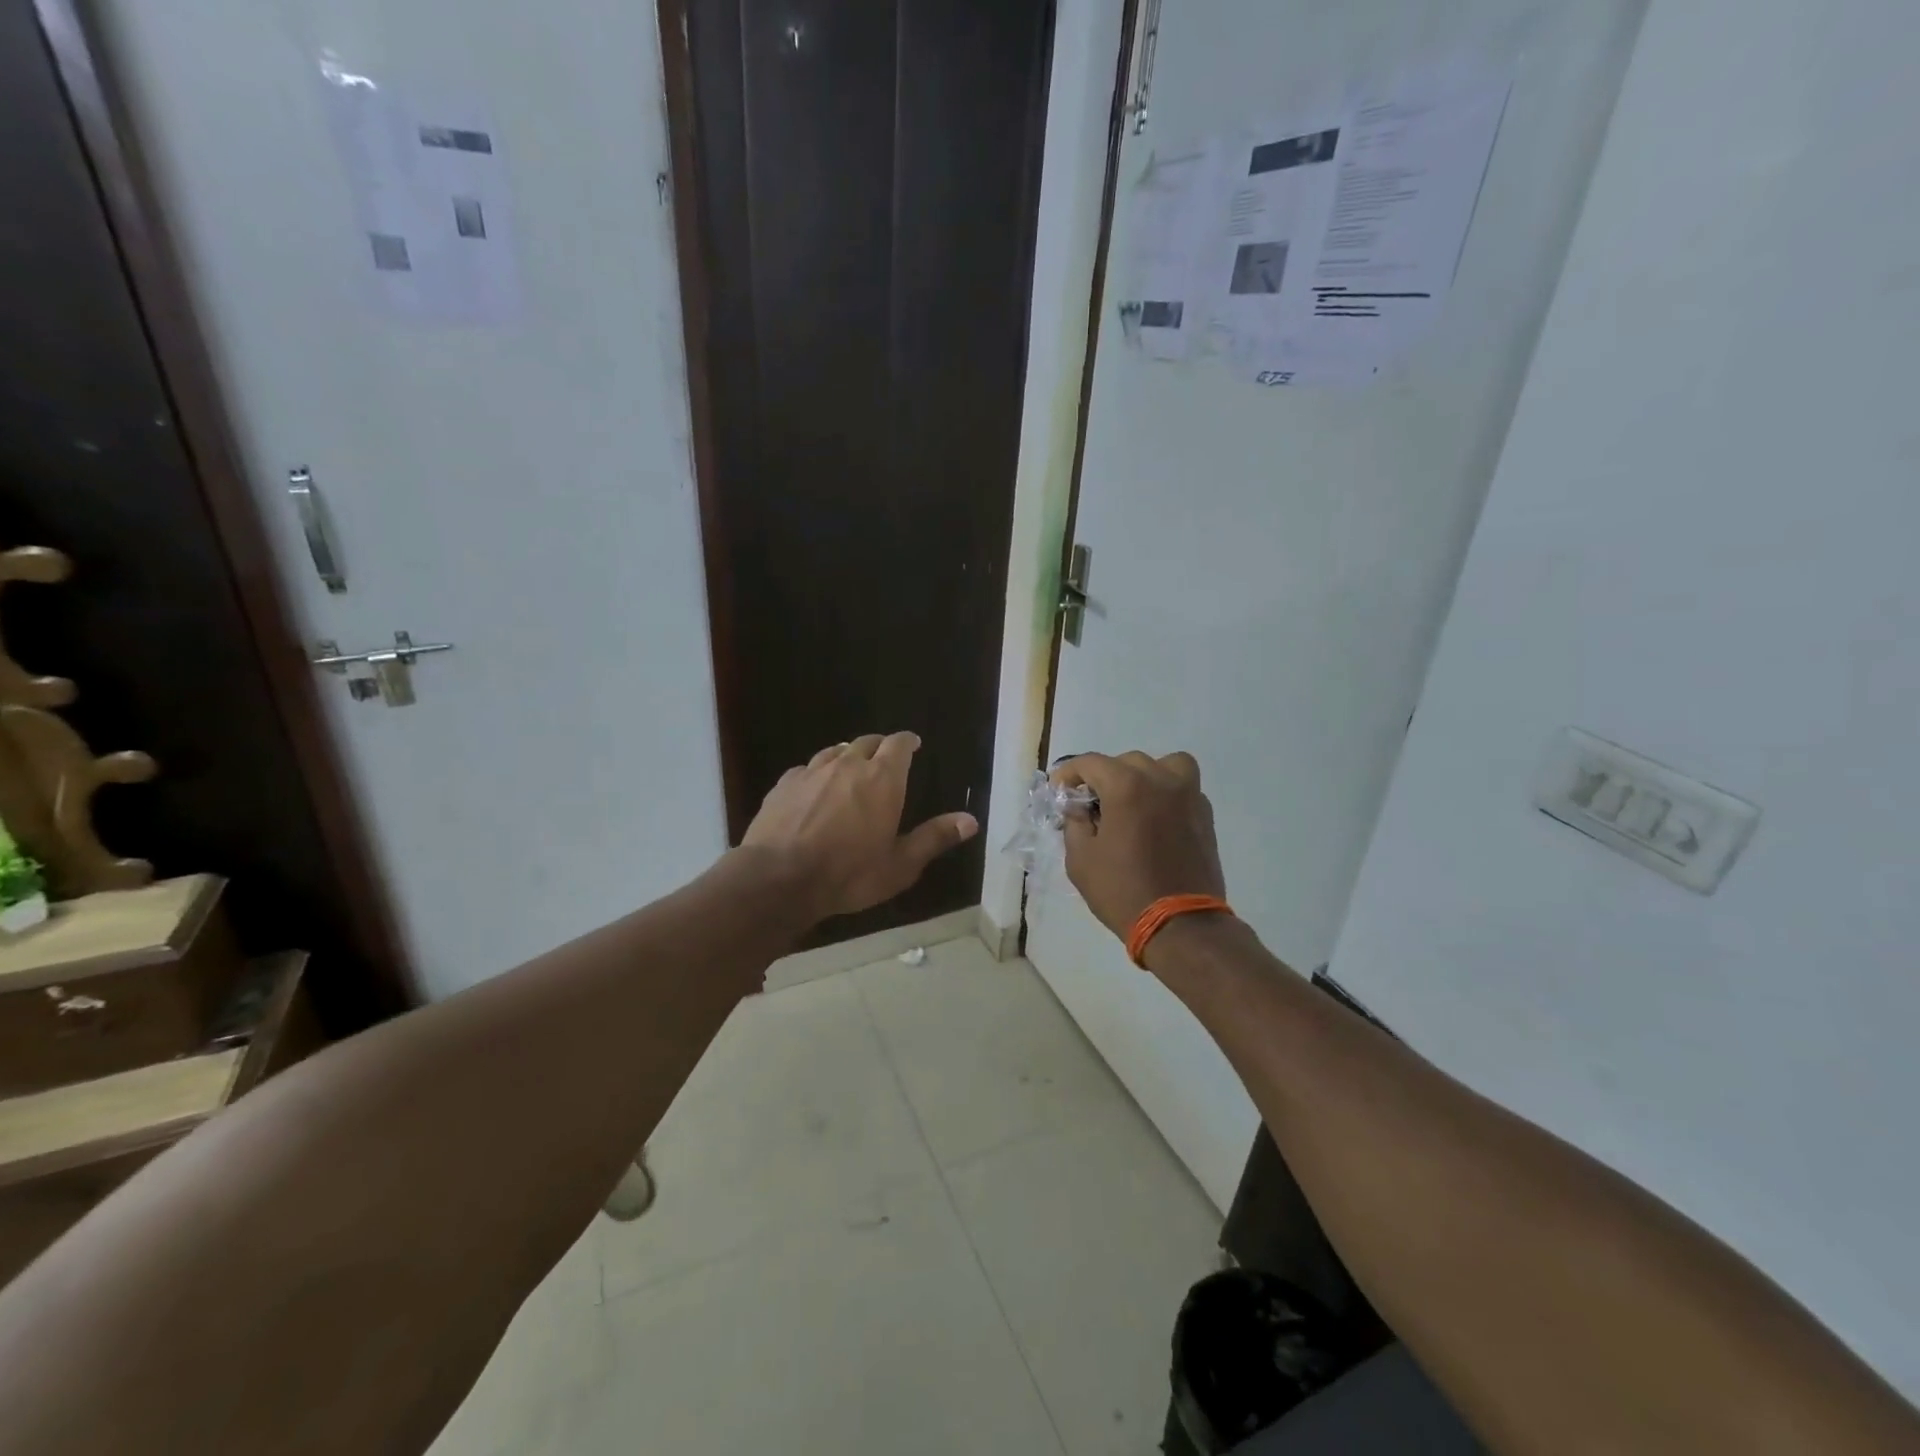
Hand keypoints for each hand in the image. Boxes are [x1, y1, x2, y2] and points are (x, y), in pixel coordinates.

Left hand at [744, 732, 978, 920]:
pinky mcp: (783, 784)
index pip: (898, 744)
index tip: (913, 744)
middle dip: (879, 747)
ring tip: (851, 770)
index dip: (908, 741)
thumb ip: (934, 838)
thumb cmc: (848, 873)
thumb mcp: (900, 865)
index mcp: (882, 779)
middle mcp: (848, 765)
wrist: (778, 879)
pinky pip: (806, 769)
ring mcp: (812, 771)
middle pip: (866, 742)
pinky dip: (817, 774)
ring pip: (834, 752)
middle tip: (884, 760)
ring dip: (847, 757)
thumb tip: (971, 819)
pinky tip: (814, 789)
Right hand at [1053, 751, 1224, 939]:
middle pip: (1125, 761)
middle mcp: (1160, 780)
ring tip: (1130, 802)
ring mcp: (1188, 795)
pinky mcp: (1205, 814)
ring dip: (1142, 776)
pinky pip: (1183, 787)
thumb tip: (1078, 807)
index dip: (1069, 773)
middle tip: (1091, 804)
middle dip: (1103, 777)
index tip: (1059, 789)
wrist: (1181, 924)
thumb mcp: (1080, 859)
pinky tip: (1154, 819)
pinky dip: (1166, 792)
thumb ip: (1074, 823)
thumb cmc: (1122, 891)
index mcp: (1126, 786)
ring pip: (1163, 765)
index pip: (1090, 763)